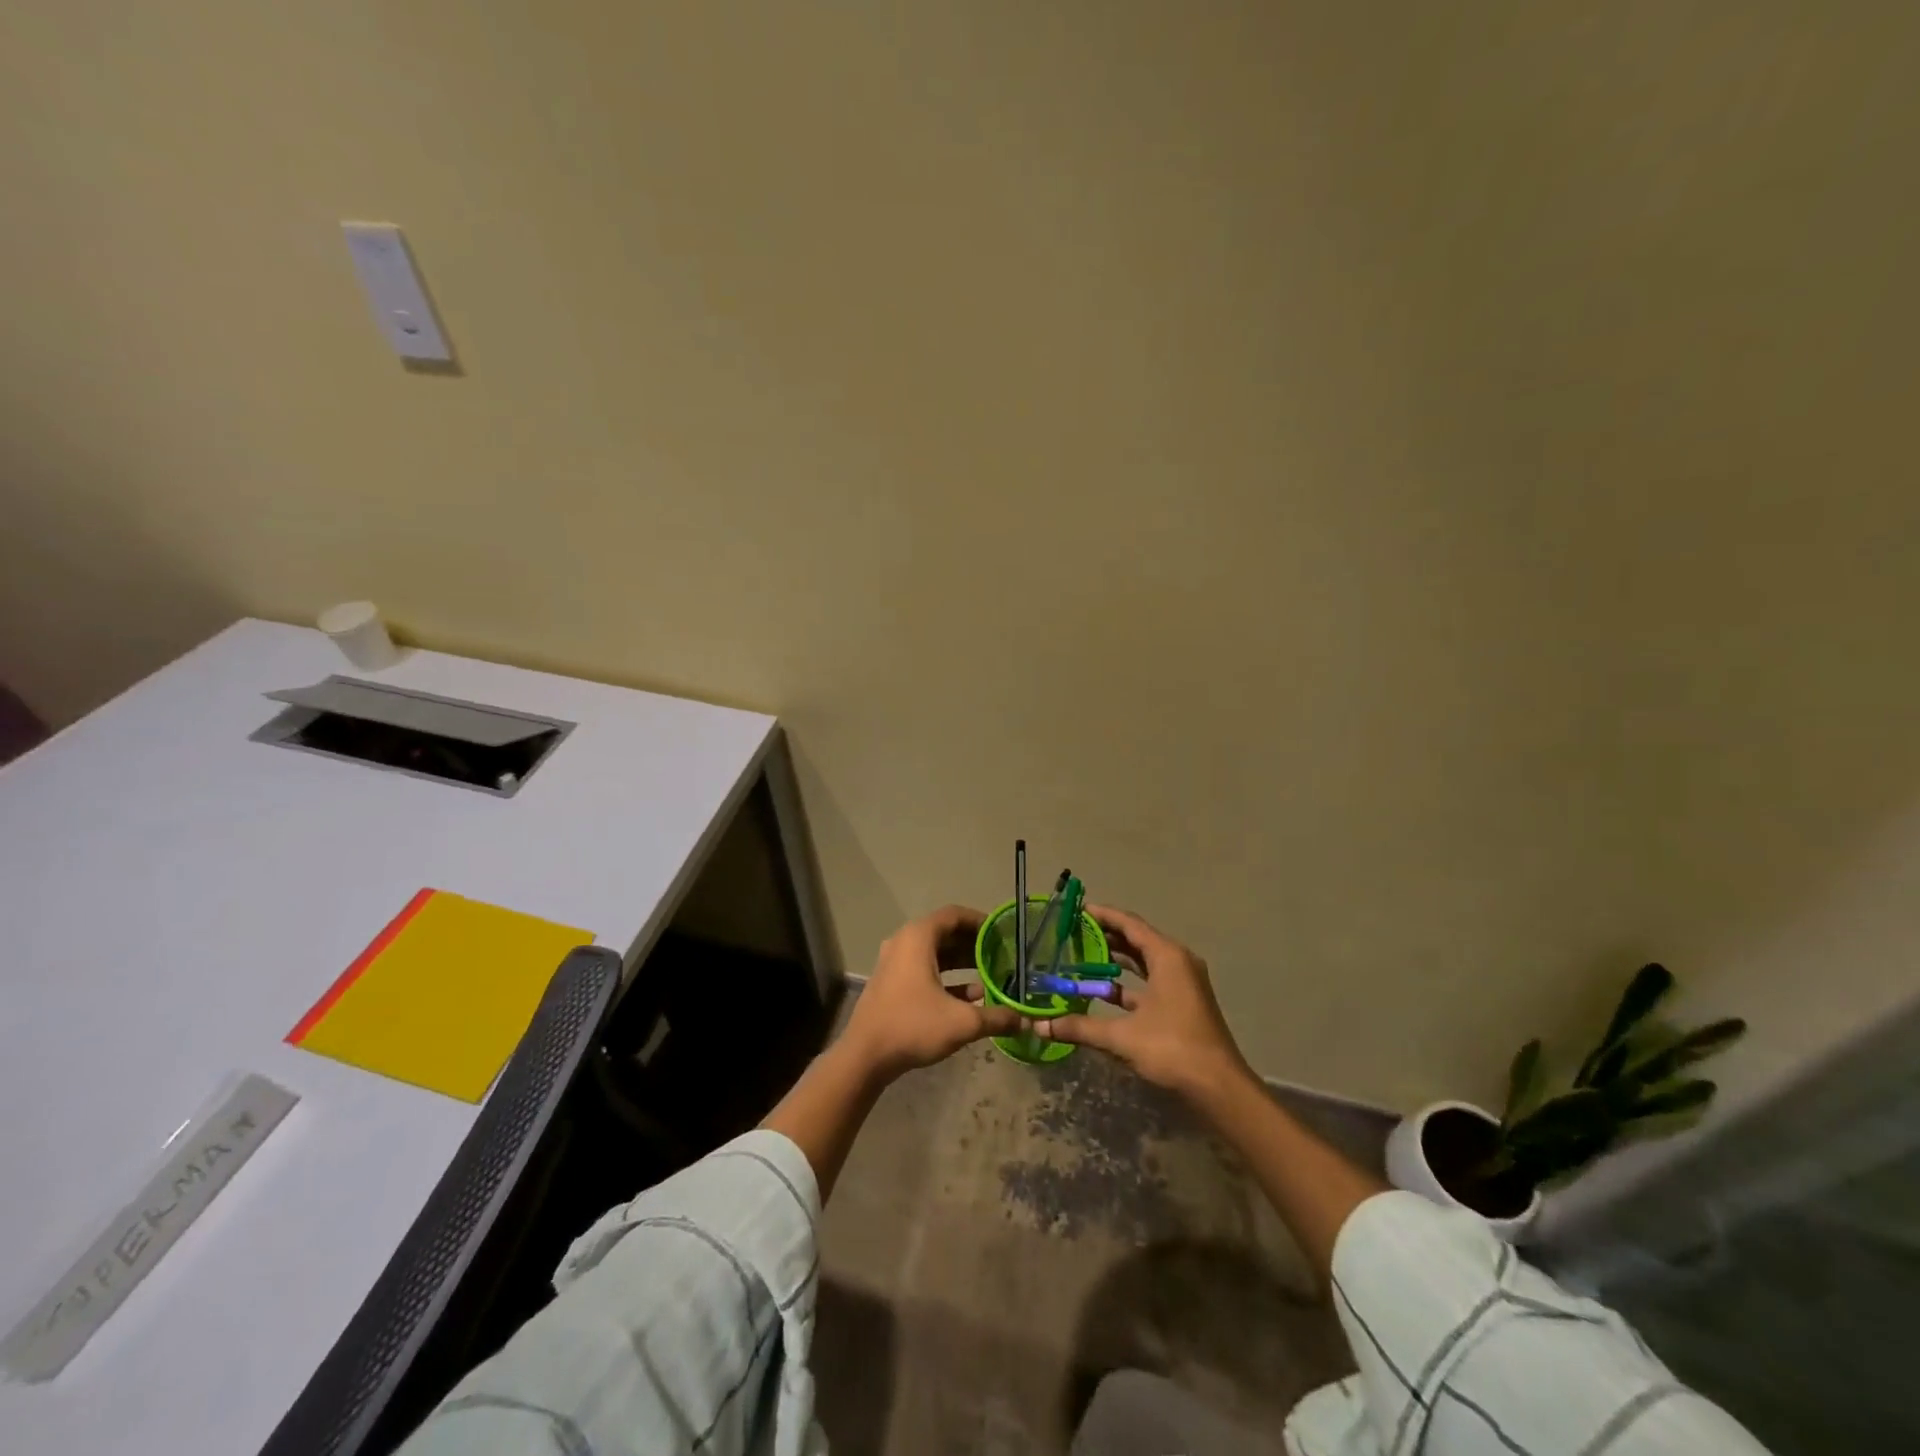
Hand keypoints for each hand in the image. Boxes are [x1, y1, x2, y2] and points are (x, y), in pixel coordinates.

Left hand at [839, 905, 1019, 1081]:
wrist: (865, 1056)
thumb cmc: (913, 1026)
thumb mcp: (962, 1022)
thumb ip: (996, 1018)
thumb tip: (1025, 1021)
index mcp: (918, 937)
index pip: (955, 915)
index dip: (981, 921)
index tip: (1003, 933)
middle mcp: (905, 942)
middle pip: (945, 933)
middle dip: (975, 943)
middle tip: (1002, 955)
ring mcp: (895, 963)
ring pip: (935, 953)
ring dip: (962, 962)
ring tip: (991, 974)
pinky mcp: (892, 983)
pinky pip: (924, 969)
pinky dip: (947, 977)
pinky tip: (972, 997)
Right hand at [1036, 905, 1252, 1100]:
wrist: (1219, 1087)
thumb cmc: (1172, 1048)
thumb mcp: (1122, 1035)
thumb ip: (1080, 1027)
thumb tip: (1040, 1025)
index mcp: (1167, 956)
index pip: (1129, 924)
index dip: (1103, 915)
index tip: (1077, 910)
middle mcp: (1178, 962)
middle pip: (1137, 939)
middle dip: (1106, 936)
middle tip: (1073, 934)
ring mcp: (1183, 983)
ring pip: (1145, 961)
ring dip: (1117, 959)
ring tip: (1083, 957)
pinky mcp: (1183, 1003)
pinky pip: (1151, 981)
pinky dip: (1129, 983)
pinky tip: (1104, 992)